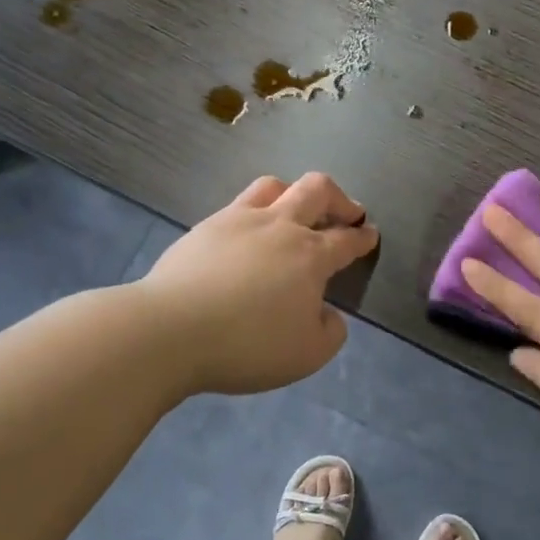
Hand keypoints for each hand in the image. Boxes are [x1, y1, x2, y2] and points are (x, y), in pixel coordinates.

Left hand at [140, 172, 378, 394]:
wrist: (170, 331)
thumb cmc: (248, 345)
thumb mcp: (307, 354)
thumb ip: (330, 331)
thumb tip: (327, 313)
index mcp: (310, 255)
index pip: (346, 239)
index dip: (362, 237)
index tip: (370, 234)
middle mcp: (279, 226)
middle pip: (317, 190)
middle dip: (339, 198)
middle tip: (346, 213)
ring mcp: (239, 220)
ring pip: (274, 185)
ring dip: (294, 193)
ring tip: (295, 211)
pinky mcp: (205, 227)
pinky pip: (239, 205)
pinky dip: (255, 212)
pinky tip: (248, 235)